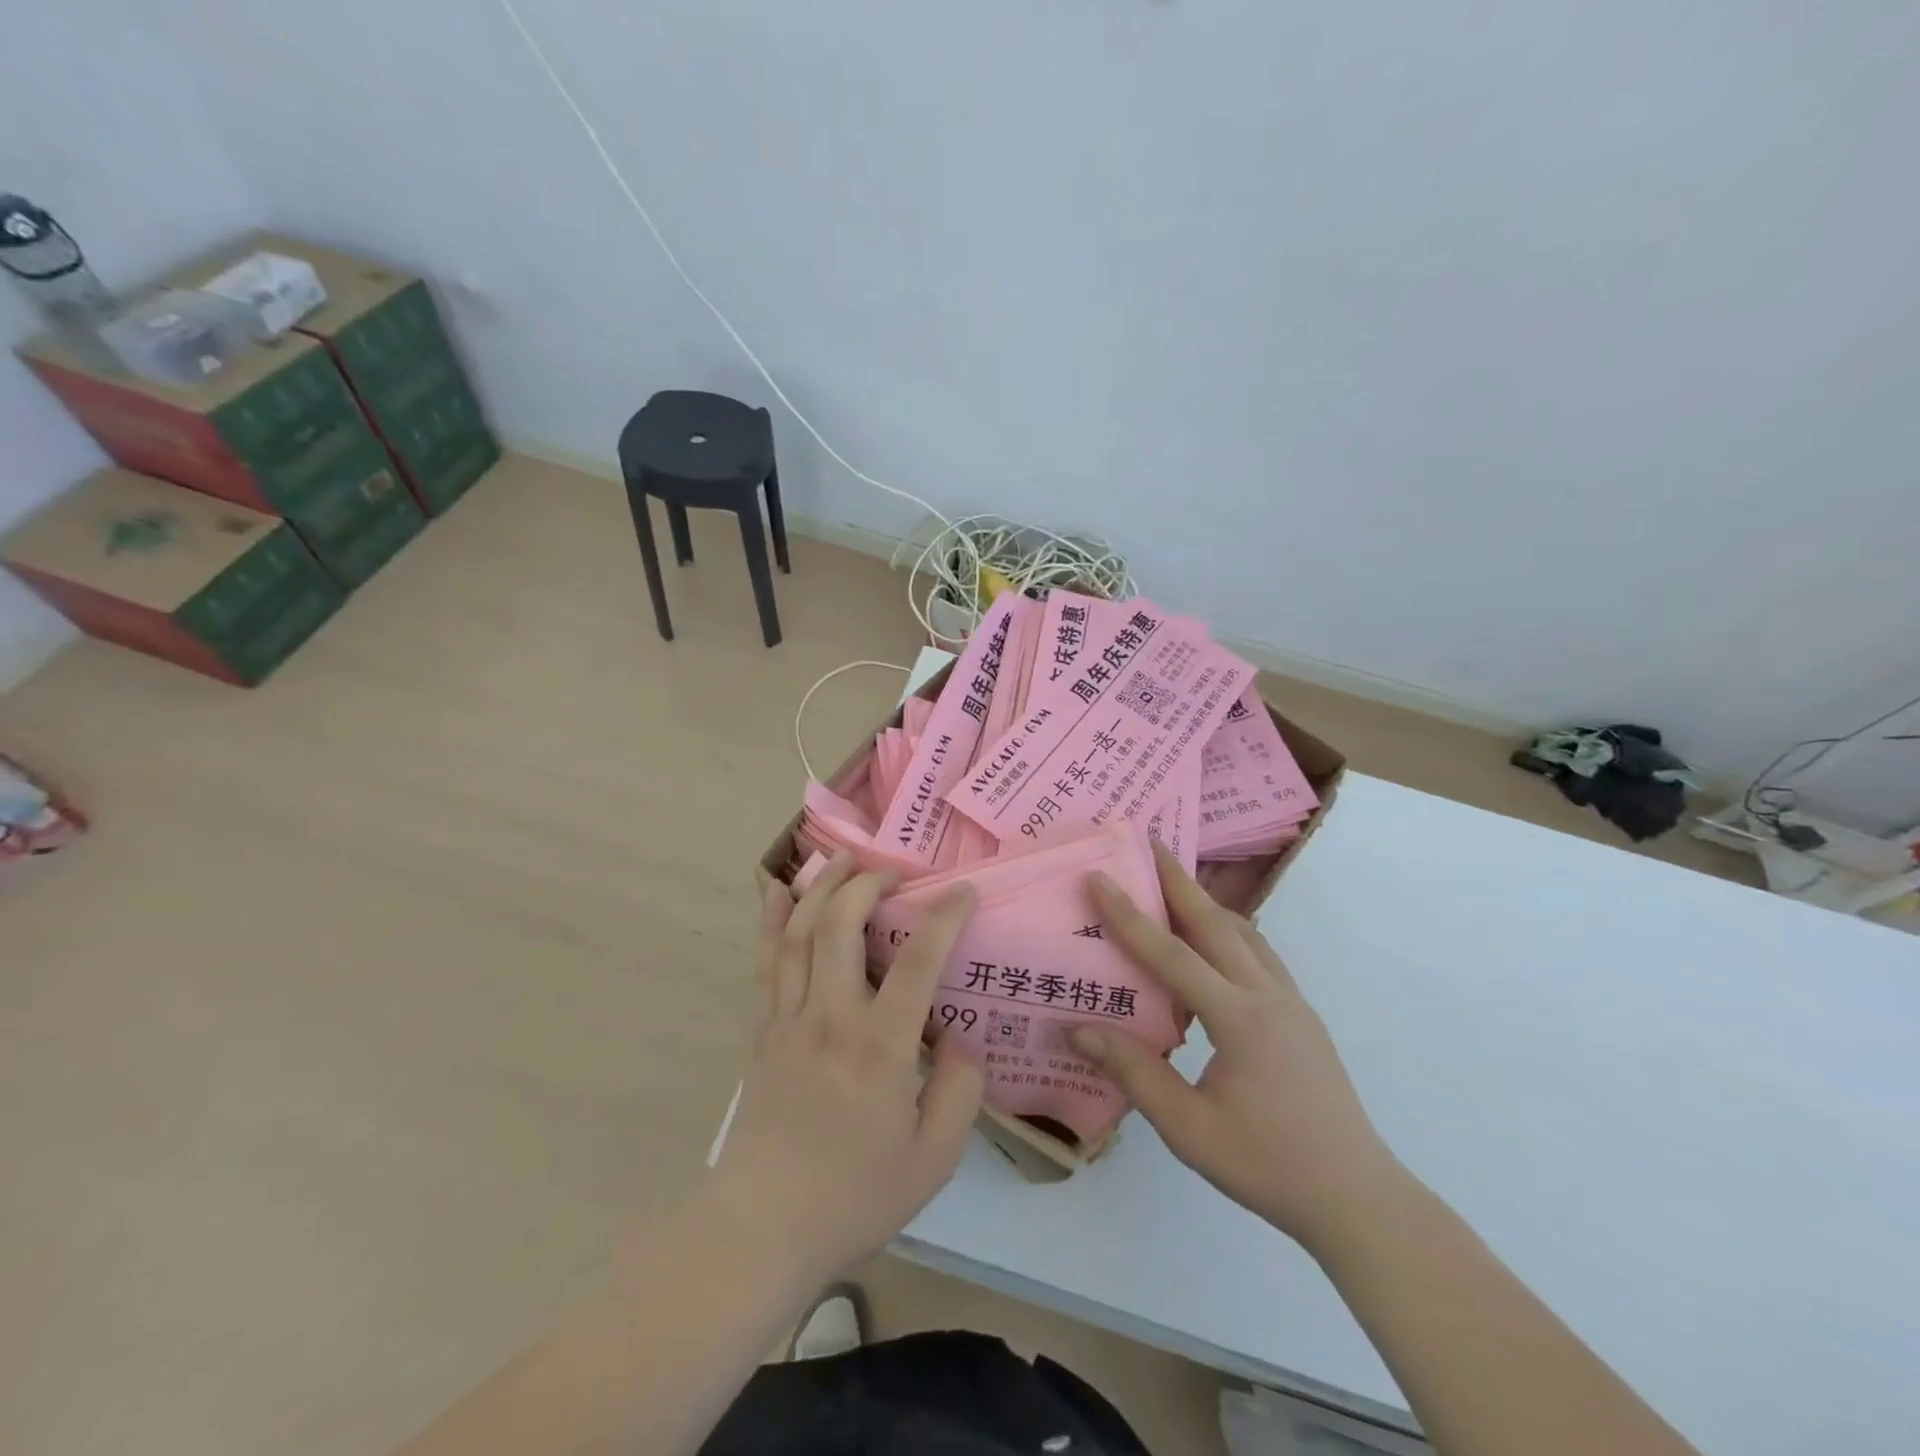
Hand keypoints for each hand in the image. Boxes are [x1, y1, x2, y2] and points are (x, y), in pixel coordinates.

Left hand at [705, 854, 983, 1284]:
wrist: (762, 1229)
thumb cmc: (854, 1196)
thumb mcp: (933, 1158)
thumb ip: (960, 1091)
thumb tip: (960, 1038)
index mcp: (881, 1045)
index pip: (918, 960)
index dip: (944, 916)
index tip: (963, 890)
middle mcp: (832, 1016)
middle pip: (842, 925)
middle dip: (868, 883)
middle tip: (893, 872)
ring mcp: (789, 1018)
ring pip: (799, 932)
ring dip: (821, 886)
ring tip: (842, 858)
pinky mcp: (763, 1030)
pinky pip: (767, 961)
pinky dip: (773, 920)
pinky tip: (779, 891)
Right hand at [1071, 843, 1403, 1252]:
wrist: (1359, 1199)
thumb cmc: (1268, 1166)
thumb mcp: (1189, 1129)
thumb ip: (1134, 1073)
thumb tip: (1080, 1029)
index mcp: (1238, 1018)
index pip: (1170, 953)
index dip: (1129, 914)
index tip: (1099, 877)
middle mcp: (1267, 995)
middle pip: (1215, 922)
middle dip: (1179, 880)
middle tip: (1150, 842)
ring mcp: (1291, 1002)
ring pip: (1244, 933)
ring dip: (1207, 902)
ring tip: (1176, 883)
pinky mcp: (1302, 1016)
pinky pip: (1260, 955)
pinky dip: (1231, 931)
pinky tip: (1216, 942)